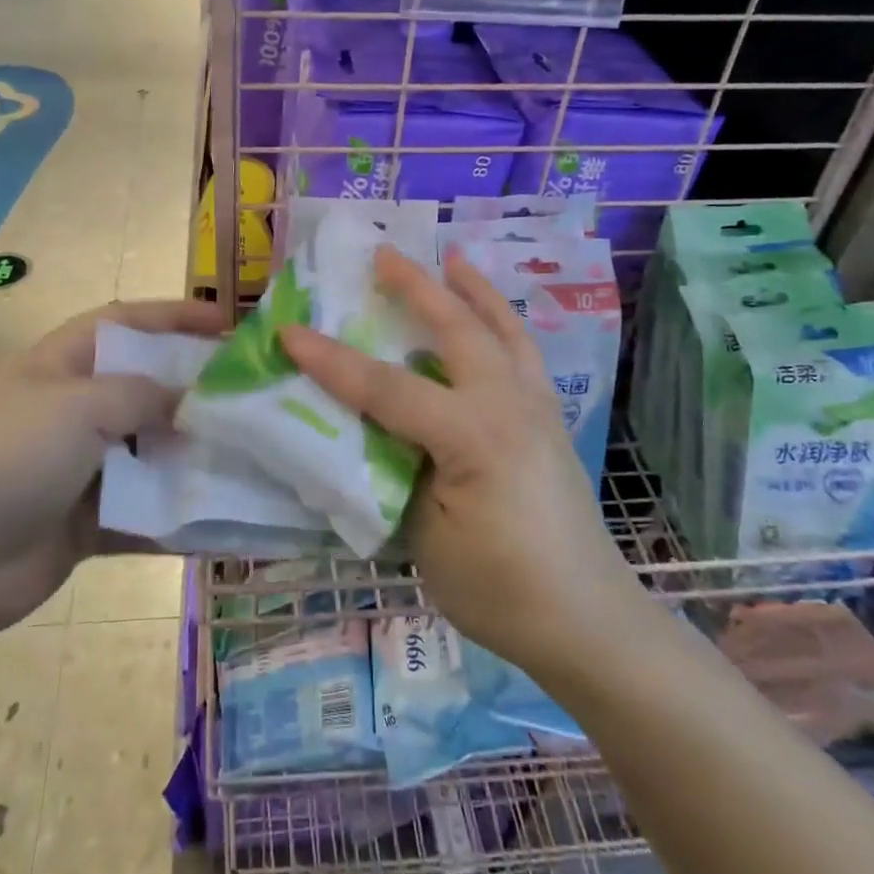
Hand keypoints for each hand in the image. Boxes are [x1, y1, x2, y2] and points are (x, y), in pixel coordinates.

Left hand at [0, 298, 226, 634]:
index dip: (175, 317)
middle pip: (147, 390)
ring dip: (193, 458)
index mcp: (62, 366)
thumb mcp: (77, 407)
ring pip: (150, 454)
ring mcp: (79, 469)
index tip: (229, 325)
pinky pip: (143, 512)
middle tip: (252, 399)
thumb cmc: (7, 457)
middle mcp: (73, 411)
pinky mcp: (86, 522)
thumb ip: (142, 396)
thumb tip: (192, 400)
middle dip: (196, 393)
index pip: (126, 323)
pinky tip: (221, 520)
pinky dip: (176, 515)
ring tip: (251, 460)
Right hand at [280, 248, 645, 684]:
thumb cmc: (499, 589)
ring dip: (473, 290)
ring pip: (503, 329)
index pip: (388, 388)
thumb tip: (368, 430)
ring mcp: (537, 407)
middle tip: (383, 254)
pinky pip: (522, 352)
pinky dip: (502, 322)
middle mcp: (509, 404)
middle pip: (457, 330)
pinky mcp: (550, 418)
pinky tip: (491, 319)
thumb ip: (396, 469)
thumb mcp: (426, 536)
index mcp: (473, 435)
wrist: (585, 620)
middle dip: (416, 287)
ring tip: (454, 258)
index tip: (289, 333)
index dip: (332, 362)